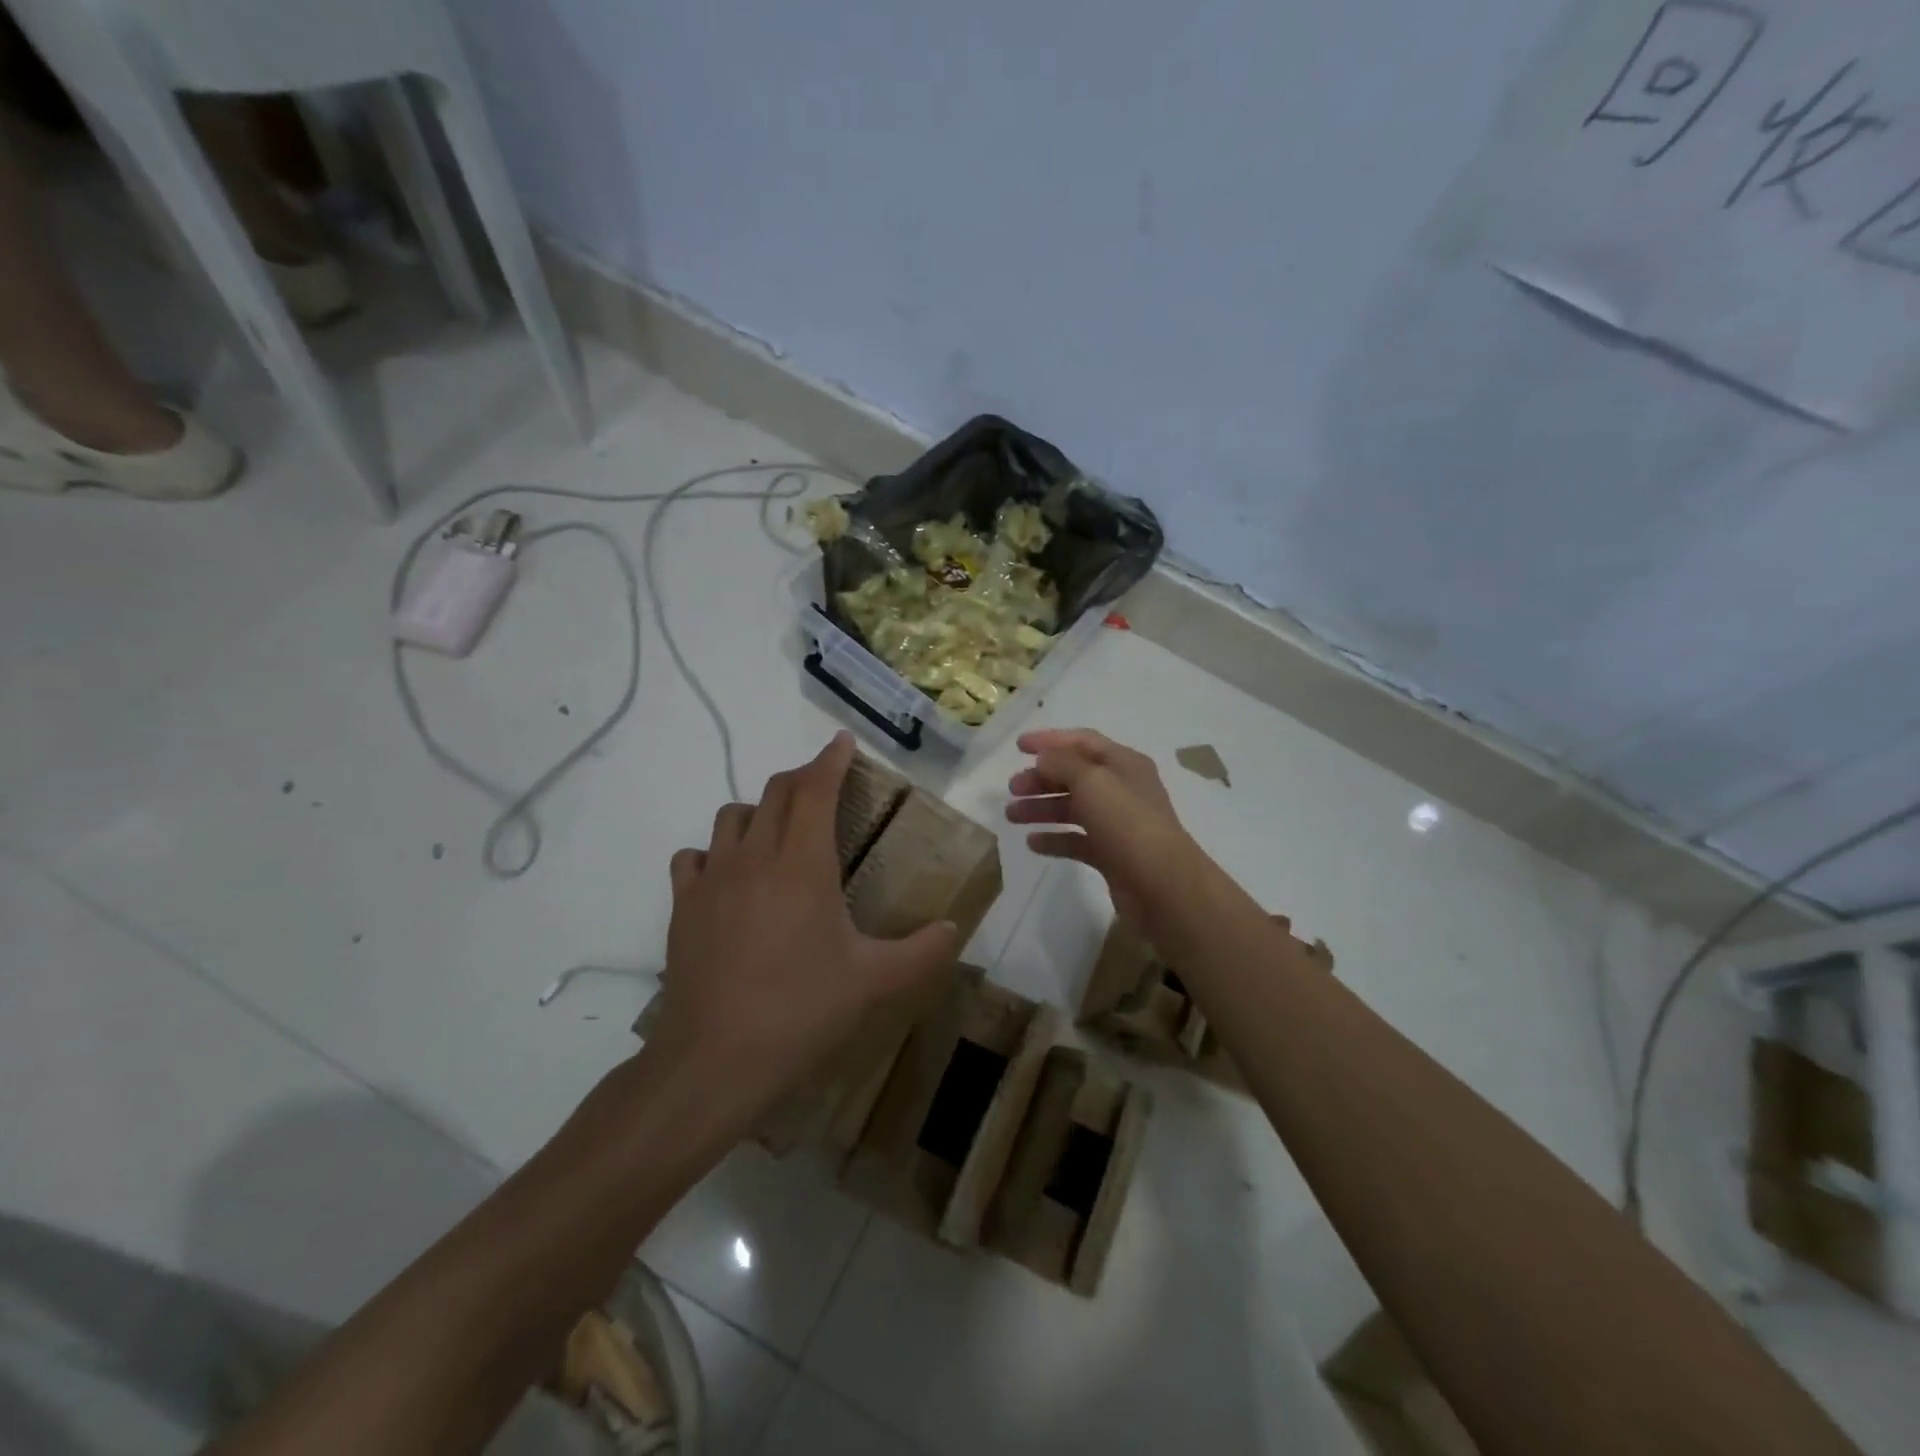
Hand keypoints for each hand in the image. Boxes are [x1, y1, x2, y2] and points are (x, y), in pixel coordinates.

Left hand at [651, 732, 960, 1122]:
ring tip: (779, 834)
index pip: (815, 789)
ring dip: (759, 811)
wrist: (715, 1059)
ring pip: (732, 816)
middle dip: (802, 778)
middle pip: (775, 792)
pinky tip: (728, 876)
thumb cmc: (801, 1010)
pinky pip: (694, 856)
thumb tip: (956, 928)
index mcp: (803, 864)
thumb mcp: (873, 982)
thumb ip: (922, 951)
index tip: (843, 742)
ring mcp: (712, 879)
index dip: (830, 759)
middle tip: (824, 787)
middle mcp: (755, 857)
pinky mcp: (683, 905)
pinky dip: (714, 852)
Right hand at [1005, 728, 1207, 939]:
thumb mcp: (1091, 780)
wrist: (1161, 884)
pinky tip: (1033, 843)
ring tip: (1012, 816)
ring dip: (1041, 808)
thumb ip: (1062, 763)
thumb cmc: (1126, 822)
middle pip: (1074, 776)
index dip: (1050, 740)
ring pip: (1073, 808)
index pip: (1082, 741)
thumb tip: (1044, 758)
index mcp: (1123, 763)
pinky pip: (1077, 840)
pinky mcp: (1111, 854)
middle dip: (1041, 779)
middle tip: (1012, 789)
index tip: (1017, 747)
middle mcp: (1121, 789)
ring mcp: (1117, 823)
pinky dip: (1055, 839)